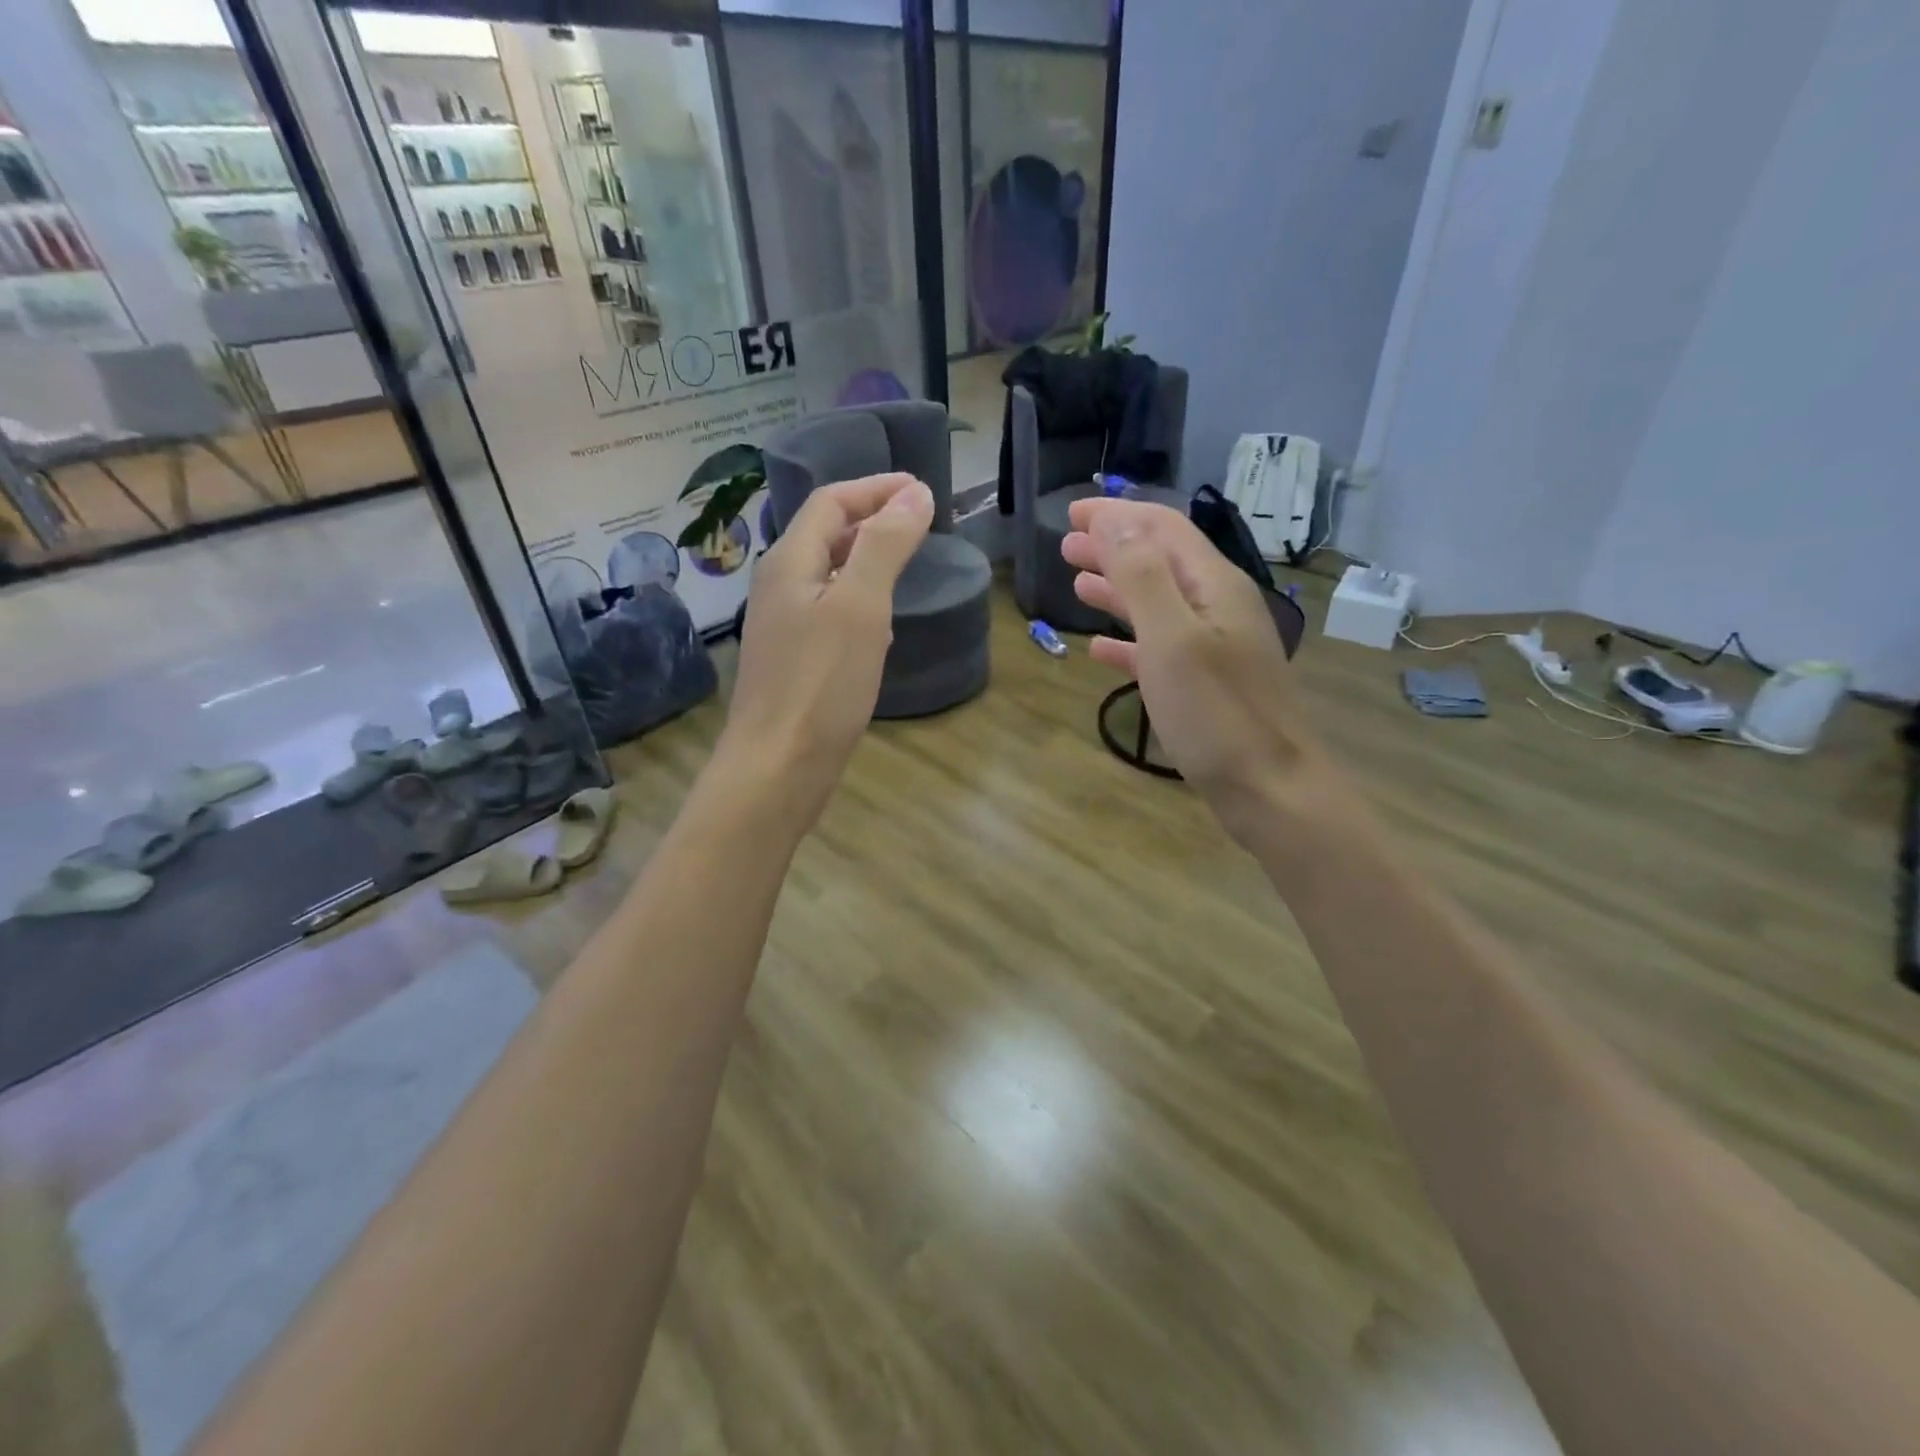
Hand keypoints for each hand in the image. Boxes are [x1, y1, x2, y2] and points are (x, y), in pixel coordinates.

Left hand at [719, 471, 932, 823]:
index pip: (831, 501)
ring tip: (908, 565)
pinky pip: (830, 614)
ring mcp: (785, 627)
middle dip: (873, 520)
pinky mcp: (795, 662)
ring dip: (868, 560)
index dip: (877, 488)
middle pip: (826, 534)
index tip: (925, 491)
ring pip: (829, 575)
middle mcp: (780, 587)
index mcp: (789, 563)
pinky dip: (860, 603)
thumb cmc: (820, 685)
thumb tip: (916, 494)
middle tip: (922, 525)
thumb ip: (886, 546)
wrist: (777, 768)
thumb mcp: (860, 607)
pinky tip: (881, 628)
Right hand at [1062, 498, 1327, 836]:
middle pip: (1159, 561)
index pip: (1162, 529)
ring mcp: (1214, 647)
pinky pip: (1158, 648)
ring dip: (1116, 589)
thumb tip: (1116, 524)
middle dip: (1112, 547)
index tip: (1071, 512)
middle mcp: (1217, 607)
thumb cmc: (1217, 713)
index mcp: (1213, 585)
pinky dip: (1127, 639)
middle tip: (1066, 546)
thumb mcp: (1172, 638)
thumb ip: (1143, 578)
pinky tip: (1099, 649)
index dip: (1117, 515)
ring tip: (1076, 583)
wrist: (1270, 788)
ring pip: (1157, 603)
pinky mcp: (1205, 684)